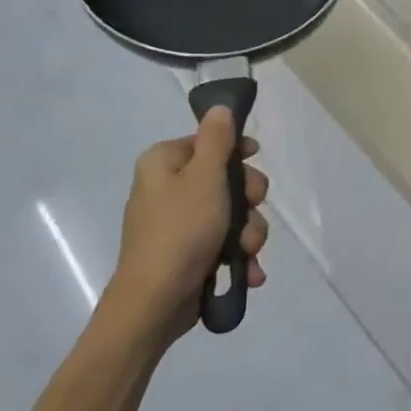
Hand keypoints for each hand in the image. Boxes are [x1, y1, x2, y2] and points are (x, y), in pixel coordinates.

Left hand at [112, 108, 268, 340]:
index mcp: (163, 162)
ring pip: (231, 214)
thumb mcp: (205, 177)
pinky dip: (238, 256)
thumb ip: (217, 139)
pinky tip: (248, 272)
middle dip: (248, 201)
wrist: (154, 303)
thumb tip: (220, 107)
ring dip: (248, 233)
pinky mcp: (188, 253)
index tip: (255, 161)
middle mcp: (167, 188)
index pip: (208, 141)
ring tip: (247, 253)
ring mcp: (178, 223)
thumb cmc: (181, 230)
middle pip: (225, 179)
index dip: (237, 151)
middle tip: (250, 212)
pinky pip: (223, 243)